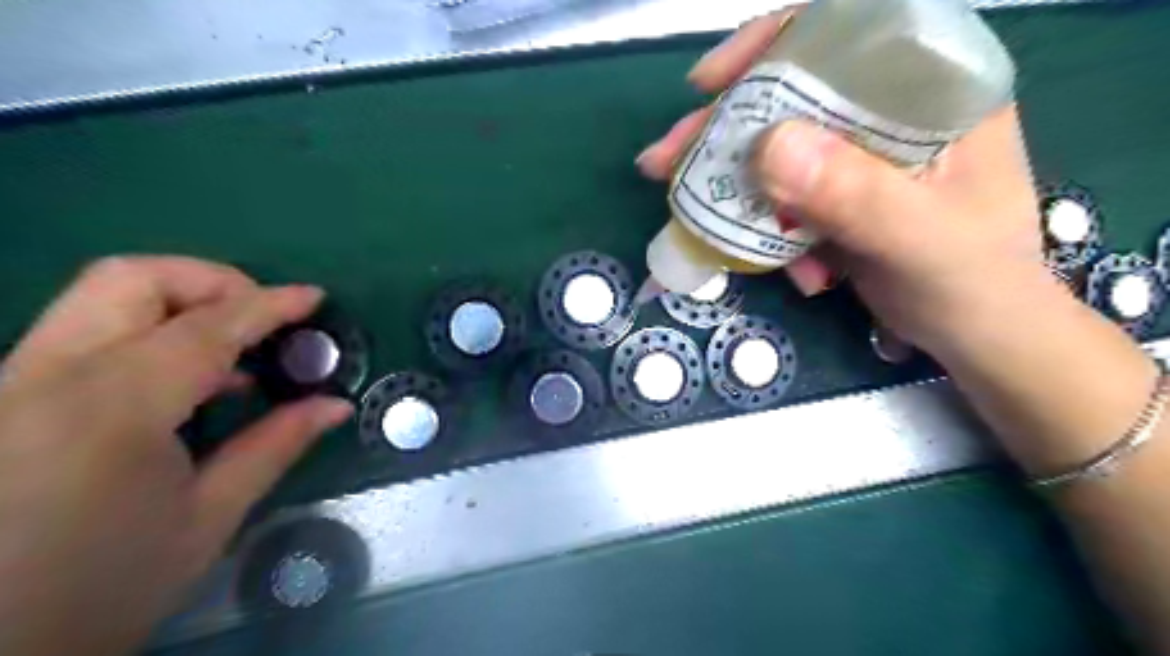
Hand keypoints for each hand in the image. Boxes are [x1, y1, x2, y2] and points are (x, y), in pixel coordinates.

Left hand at [1, 255, 350, 655]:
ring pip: (100, 297)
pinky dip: (148, 333)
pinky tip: (186, 380)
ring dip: (180, 304)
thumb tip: (335, 404)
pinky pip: (85, 334)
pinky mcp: (2, 398)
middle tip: (261, 315)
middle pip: (131, 278)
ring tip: (234, 350)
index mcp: (110, 410)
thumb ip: (275, 446)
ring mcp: (11, 384)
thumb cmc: (102, 590)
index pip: (206, 327)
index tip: (314, 298)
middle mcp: (45, 377)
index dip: (270, 304)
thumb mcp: (207, 520)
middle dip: (211, 282)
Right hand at [639, 10, 1052, 358]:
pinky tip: (789, 268)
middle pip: (791, 94)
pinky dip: (765, 229)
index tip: (709, 83)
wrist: (977, 335)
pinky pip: (781, 195)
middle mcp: (890, 110)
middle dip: (724, 130)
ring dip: (732, 186)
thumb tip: (767, 147)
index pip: (844, 31)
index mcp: (931, 89)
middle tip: (665, 161)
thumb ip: (855, 194)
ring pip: (776, 148)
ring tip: (695, 218)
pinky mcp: (837, 195)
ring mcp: (859, 156)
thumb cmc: (972, 282)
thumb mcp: (919, 240)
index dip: (769, 45)